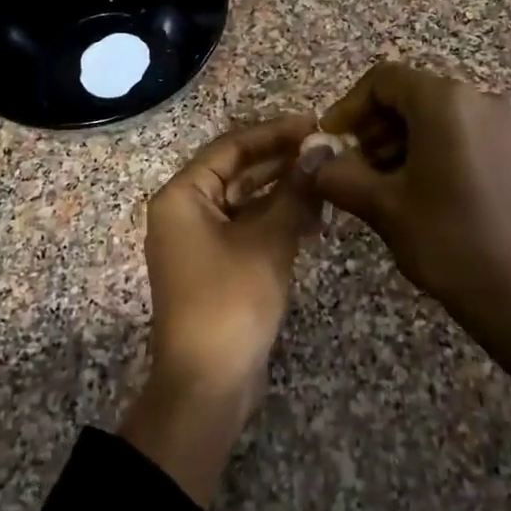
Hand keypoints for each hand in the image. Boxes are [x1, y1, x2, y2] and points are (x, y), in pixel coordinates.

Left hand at [122, 115, 322, 505]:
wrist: (208, 385)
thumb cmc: (231, 302)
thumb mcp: (269, 242)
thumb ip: (295, 191)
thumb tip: (322, 150)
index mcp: (183, 196)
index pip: (231, 147)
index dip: (274, 133)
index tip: (315, 125)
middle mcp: (185, 211)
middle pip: (237, 171)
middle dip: (282, 161)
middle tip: (328, 151)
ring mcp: (200, 240)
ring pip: (246, 200)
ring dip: (284, 191)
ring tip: (328, 182)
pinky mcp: (218, 264)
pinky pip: (248, 227)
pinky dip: (278, 220)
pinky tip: (315, 218)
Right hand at [308, 62, 510, 348]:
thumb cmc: (447, 238)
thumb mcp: (382, 205)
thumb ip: (337, 175)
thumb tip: (309, 162)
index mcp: (445, 100)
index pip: (383, 80)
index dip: (348, 107)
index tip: (329, 143)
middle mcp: (476, 98)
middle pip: (408, 94)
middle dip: (371, 126)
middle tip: (349, 167)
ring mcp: (498, 124)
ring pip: (431, 115)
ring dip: (395, 140)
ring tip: (375, 184)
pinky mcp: (508, 150)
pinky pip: (456, 132)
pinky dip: (425, 149)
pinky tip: (410, 190)